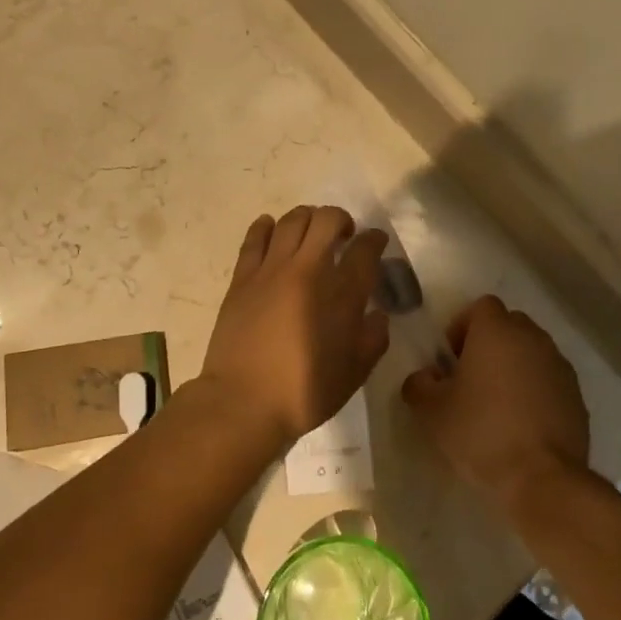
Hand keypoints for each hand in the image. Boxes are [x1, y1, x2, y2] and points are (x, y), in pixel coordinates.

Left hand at [197, 207, 389, 445]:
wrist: (244, 401)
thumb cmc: (305, 392)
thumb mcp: (355, 373)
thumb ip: (373, 338)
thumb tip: (377, 315)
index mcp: (342, 293)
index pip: (365, 249)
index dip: (375, 240)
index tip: (376, 242)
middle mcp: (308, 269)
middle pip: (327, 220)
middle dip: (342, 220)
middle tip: (344, 236)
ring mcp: (272, 269)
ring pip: (292, 220)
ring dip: (307, 218)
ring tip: (311, 233)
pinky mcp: (243, 276)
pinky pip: (255, 237)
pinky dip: (266, 226)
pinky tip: (272, 229)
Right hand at [402, 296, 589, 510]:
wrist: (543, 479)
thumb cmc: (481, 433)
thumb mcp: (431, 411)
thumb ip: (419, 384)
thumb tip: (426, 377)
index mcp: (497, 332)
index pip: (481, 307)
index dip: (462, 327)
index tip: (451, 359)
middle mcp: (533, 339)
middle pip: (509, 325)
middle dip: (489, 344)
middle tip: (471, 378)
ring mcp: (560, 367)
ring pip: (531, 352)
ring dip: (514, 367)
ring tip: (497, 404)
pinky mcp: (577, 397)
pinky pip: (549, 380)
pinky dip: (535, 391)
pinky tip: (522, 424)